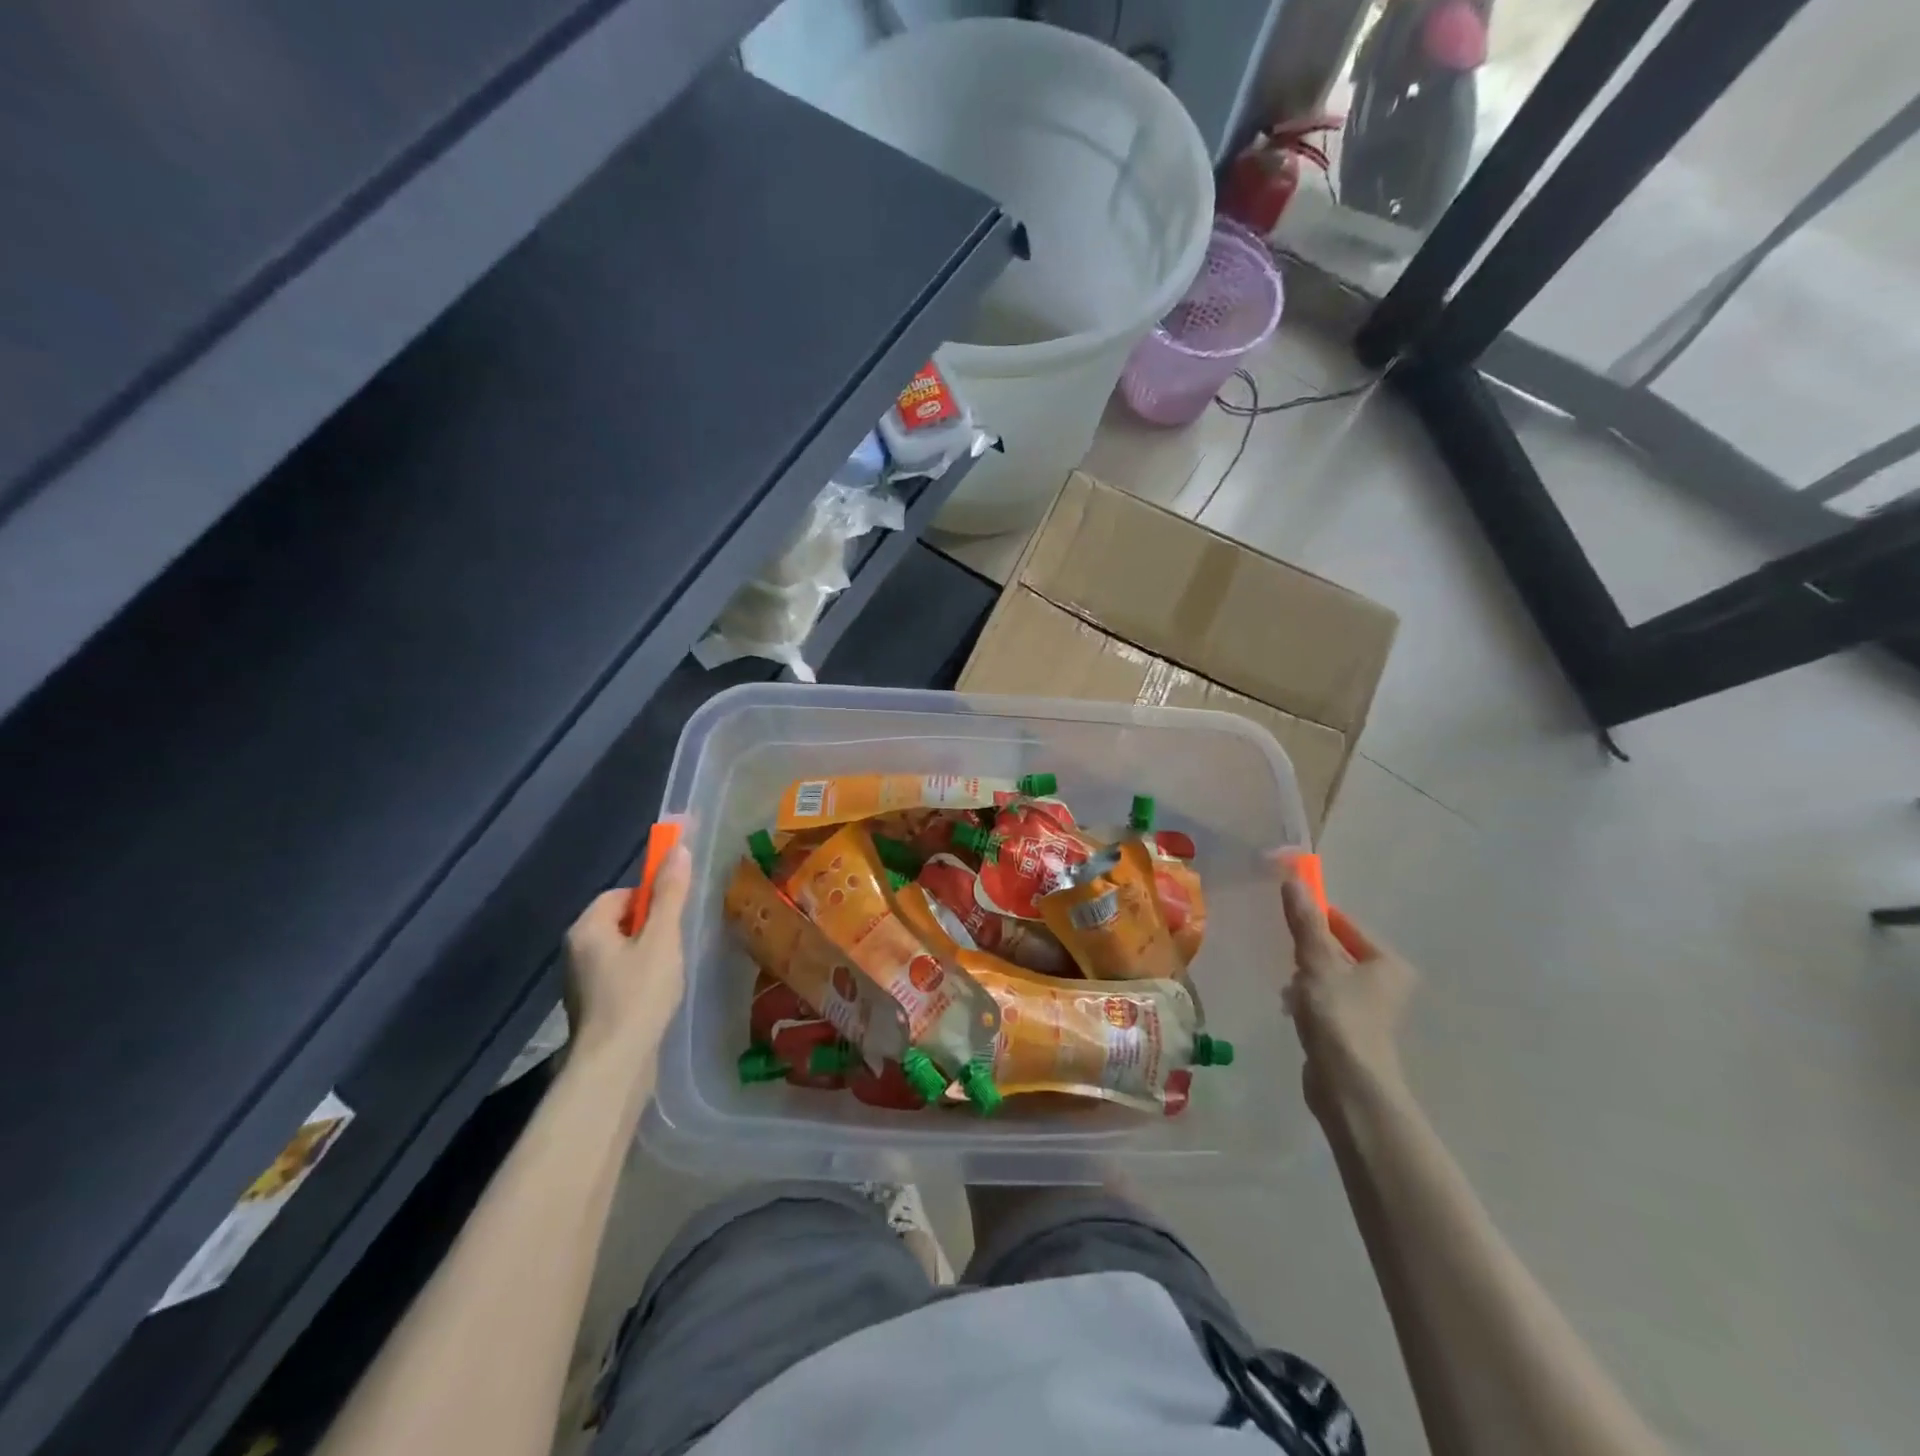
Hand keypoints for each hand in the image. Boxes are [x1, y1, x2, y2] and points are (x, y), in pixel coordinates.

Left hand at [564, 846, 692, 1066]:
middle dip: (651, 929)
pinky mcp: (591, 1007)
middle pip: (620, 921)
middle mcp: (575, 951)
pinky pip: (618, 977)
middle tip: (675, 946)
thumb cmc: (638, 995)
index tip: (673, 919)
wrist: (613, 1066)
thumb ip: (670, 894)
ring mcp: (580, 982)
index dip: (651, 899)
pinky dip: (638, 979)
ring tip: (669, 973)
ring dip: (646, 955)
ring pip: (620, 951)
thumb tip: (677, 848)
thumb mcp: (662, 939)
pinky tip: (657, 996)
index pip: (621, 894)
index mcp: (586, 929)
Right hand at [1280, 875, 1416, 1123]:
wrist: (1348, 1085)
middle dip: (1308, 951)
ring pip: (1328, 978)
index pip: (1346, 925)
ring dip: (1304, 978)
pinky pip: (1324, 1003)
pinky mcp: (1352, 1033)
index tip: (1285, 914)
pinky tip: (1291, 1009)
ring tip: (1287, 987)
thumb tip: (1293, 879)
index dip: (1316, 917)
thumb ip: (1304, 922)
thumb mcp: (1317, 961)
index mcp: (1388, 963)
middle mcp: (1387, 985)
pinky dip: (1307, 1001)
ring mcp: (1370, 1011)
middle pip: (1337, 951)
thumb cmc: (1339, 1015)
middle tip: (1284, 952)